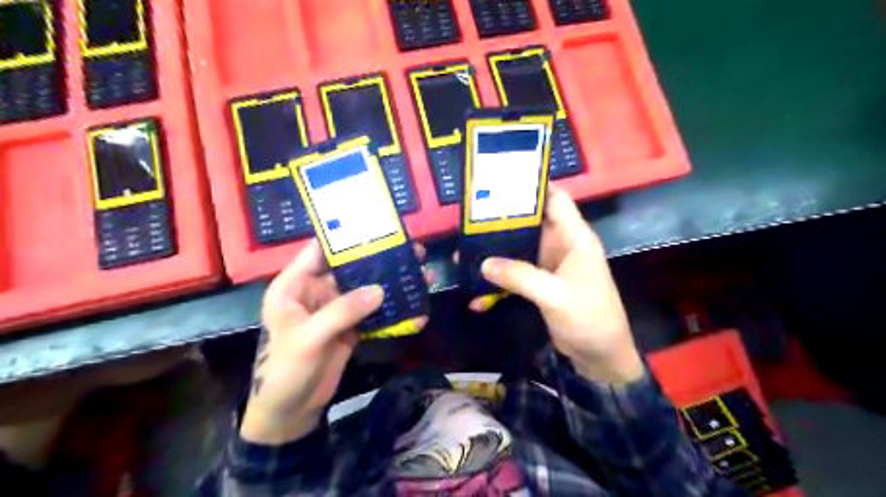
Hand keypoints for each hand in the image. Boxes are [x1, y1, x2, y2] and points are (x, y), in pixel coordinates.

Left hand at [239, 238, 425, 442]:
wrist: (290, 412)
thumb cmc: (285, 370)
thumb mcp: (309, 338)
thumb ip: (342, 312)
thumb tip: (380, 290)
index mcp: (295, 286)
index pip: (319, 251)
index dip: (345, 237)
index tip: (376, 226)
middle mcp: (317, 291)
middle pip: (352, 268)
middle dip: (381, 260)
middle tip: (412, 251)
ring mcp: (336, 310)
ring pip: (367, 289)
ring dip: (392, 284)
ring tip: (421, 274)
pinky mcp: (351, 327)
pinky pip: (374, 313)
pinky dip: (394, 311)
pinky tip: (416, 308)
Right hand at [474, 187, 640, 384]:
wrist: (600, 356)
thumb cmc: (589, 318)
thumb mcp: (555, 295)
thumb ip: (520, 276)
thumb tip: (483, 263)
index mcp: (574, 237)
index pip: (555, 199)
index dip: (532, 187)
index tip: (500, 181)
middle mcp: (561, 244)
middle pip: (530, 221)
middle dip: (503, 218)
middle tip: (470, 215)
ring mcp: (549, 264)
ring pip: (519, 246)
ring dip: (496, 248)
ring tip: (465, 247)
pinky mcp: (540, 282)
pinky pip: (516, 271)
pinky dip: (499, 276)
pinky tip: (477, 285)